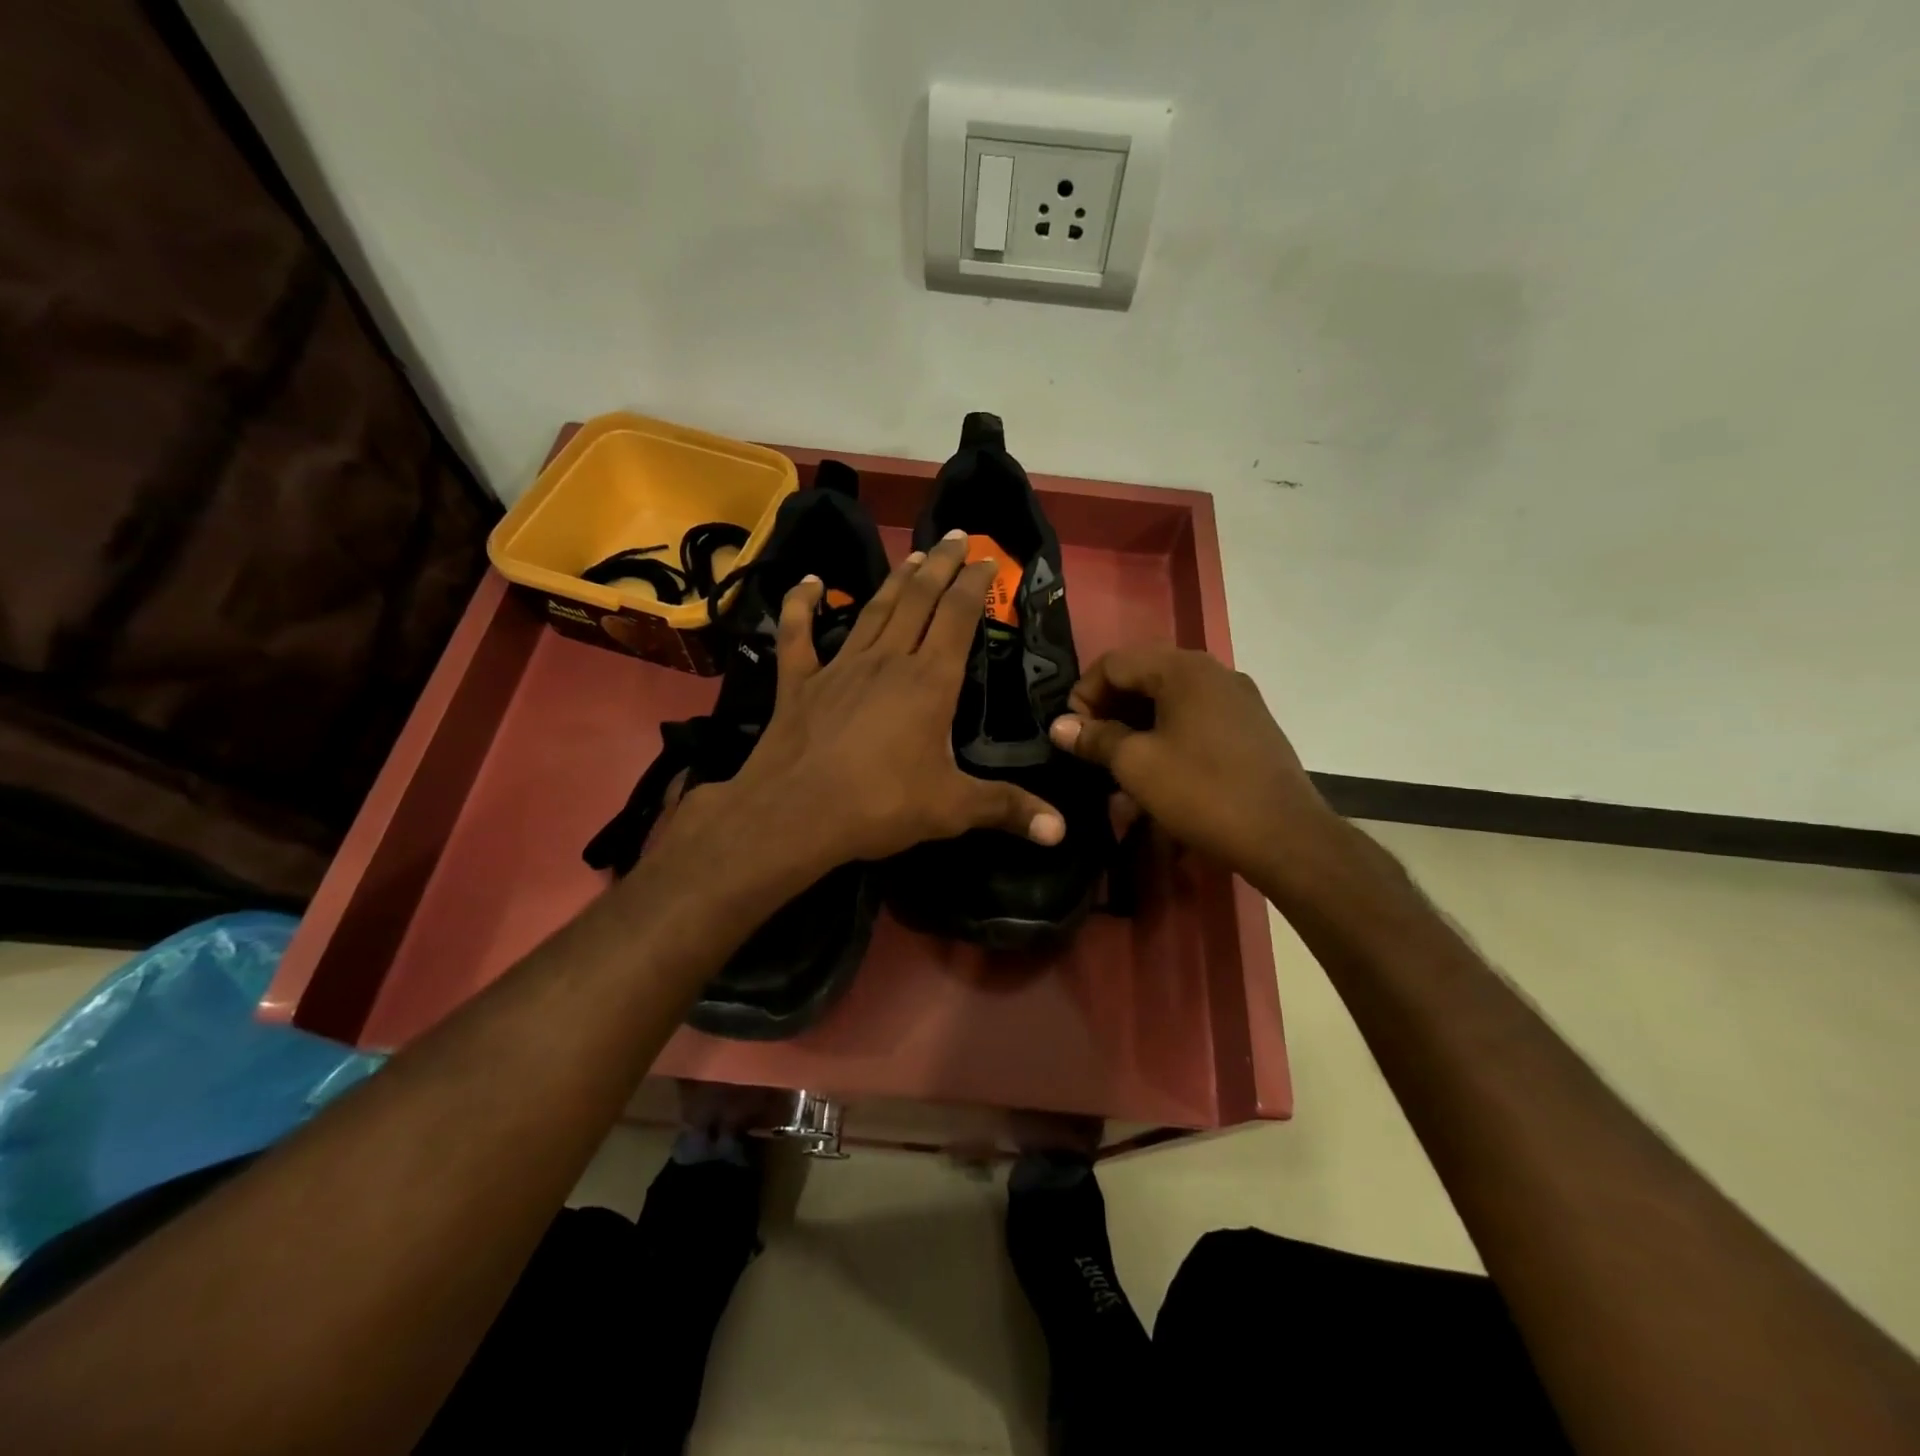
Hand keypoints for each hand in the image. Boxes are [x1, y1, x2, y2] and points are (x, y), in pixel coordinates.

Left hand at [725, 532, 1065, 868]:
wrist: (795, 814)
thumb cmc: (881, 805)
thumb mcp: (952, 809)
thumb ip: (1007, 809)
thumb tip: (1062, 830)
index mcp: (930, 682)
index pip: (959, 618)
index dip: (975, 585)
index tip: (987, 560)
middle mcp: (888, 660)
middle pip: (919, 599)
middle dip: (941, 566)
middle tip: (956, 537)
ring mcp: (840, 666)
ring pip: (873, 610)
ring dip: (895, 580)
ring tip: (914, 555)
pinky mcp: (799, 681)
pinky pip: (799, 633)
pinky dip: (803, 604)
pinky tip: (811, 582)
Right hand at [1047, 646, 1338, 878]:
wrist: (1284, 837)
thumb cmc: (1202, 793)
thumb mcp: (1137, 765)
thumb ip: (1095, 738)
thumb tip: (1060, 726)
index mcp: (1184, 669)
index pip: (1115, 662)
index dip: (1083, 693)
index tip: (1071, 732)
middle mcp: (1213, 672)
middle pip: (1144, 677)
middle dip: (1110, 710)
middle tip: (1090, 746)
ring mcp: (1237, 699)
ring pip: (1170, 701)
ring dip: (1137, 728)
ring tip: (1118, 767)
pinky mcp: (1250, 727)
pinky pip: (1195, 720)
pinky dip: (1167, 738)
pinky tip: (1156, 774)